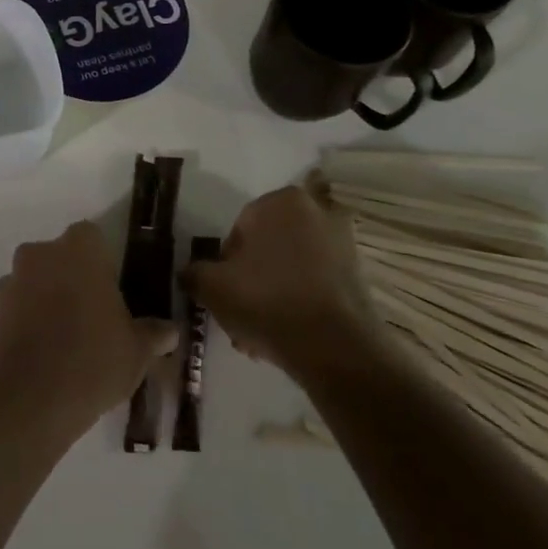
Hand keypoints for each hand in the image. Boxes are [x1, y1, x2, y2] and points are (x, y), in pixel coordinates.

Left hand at [0, 221, 174, 436]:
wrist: (29, 402)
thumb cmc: (93, 361)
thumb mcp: (137, 351)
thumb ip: (153, 334)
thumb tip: (169, 331)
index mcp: (79, 251)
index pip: (91, 237)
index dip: (102, 261)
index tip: (111, 290)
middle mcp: (40, 256)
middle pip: (59, 257)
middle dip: (71, 278)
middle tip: (92, 314)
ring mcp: (10, 283)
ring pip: (34, 282)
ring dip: (46, 300)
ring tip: (65, 340)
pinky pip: (15, 310)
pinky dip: (26, 324)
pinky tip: (42, 356)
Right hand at [185, 185, 376, 371]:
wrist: (335, 347)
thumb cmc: (268, 301)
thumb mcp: (213, 286)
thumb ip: (194, 273)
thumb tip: (189, 272)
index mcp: (281, 201)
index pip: (239, 230)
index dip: (226, 266)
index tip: (225, 295)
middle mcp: (316, 211)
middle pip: (267, 249)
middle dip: (252, 281)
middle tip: (240, 317)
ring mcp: (342, 242)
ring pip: (290, 268)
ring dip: (273, 295)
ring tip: (261, 335)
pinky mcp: (358, 274)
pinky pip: (315, 283)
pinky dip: (299, 302)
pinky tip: (287, 334)